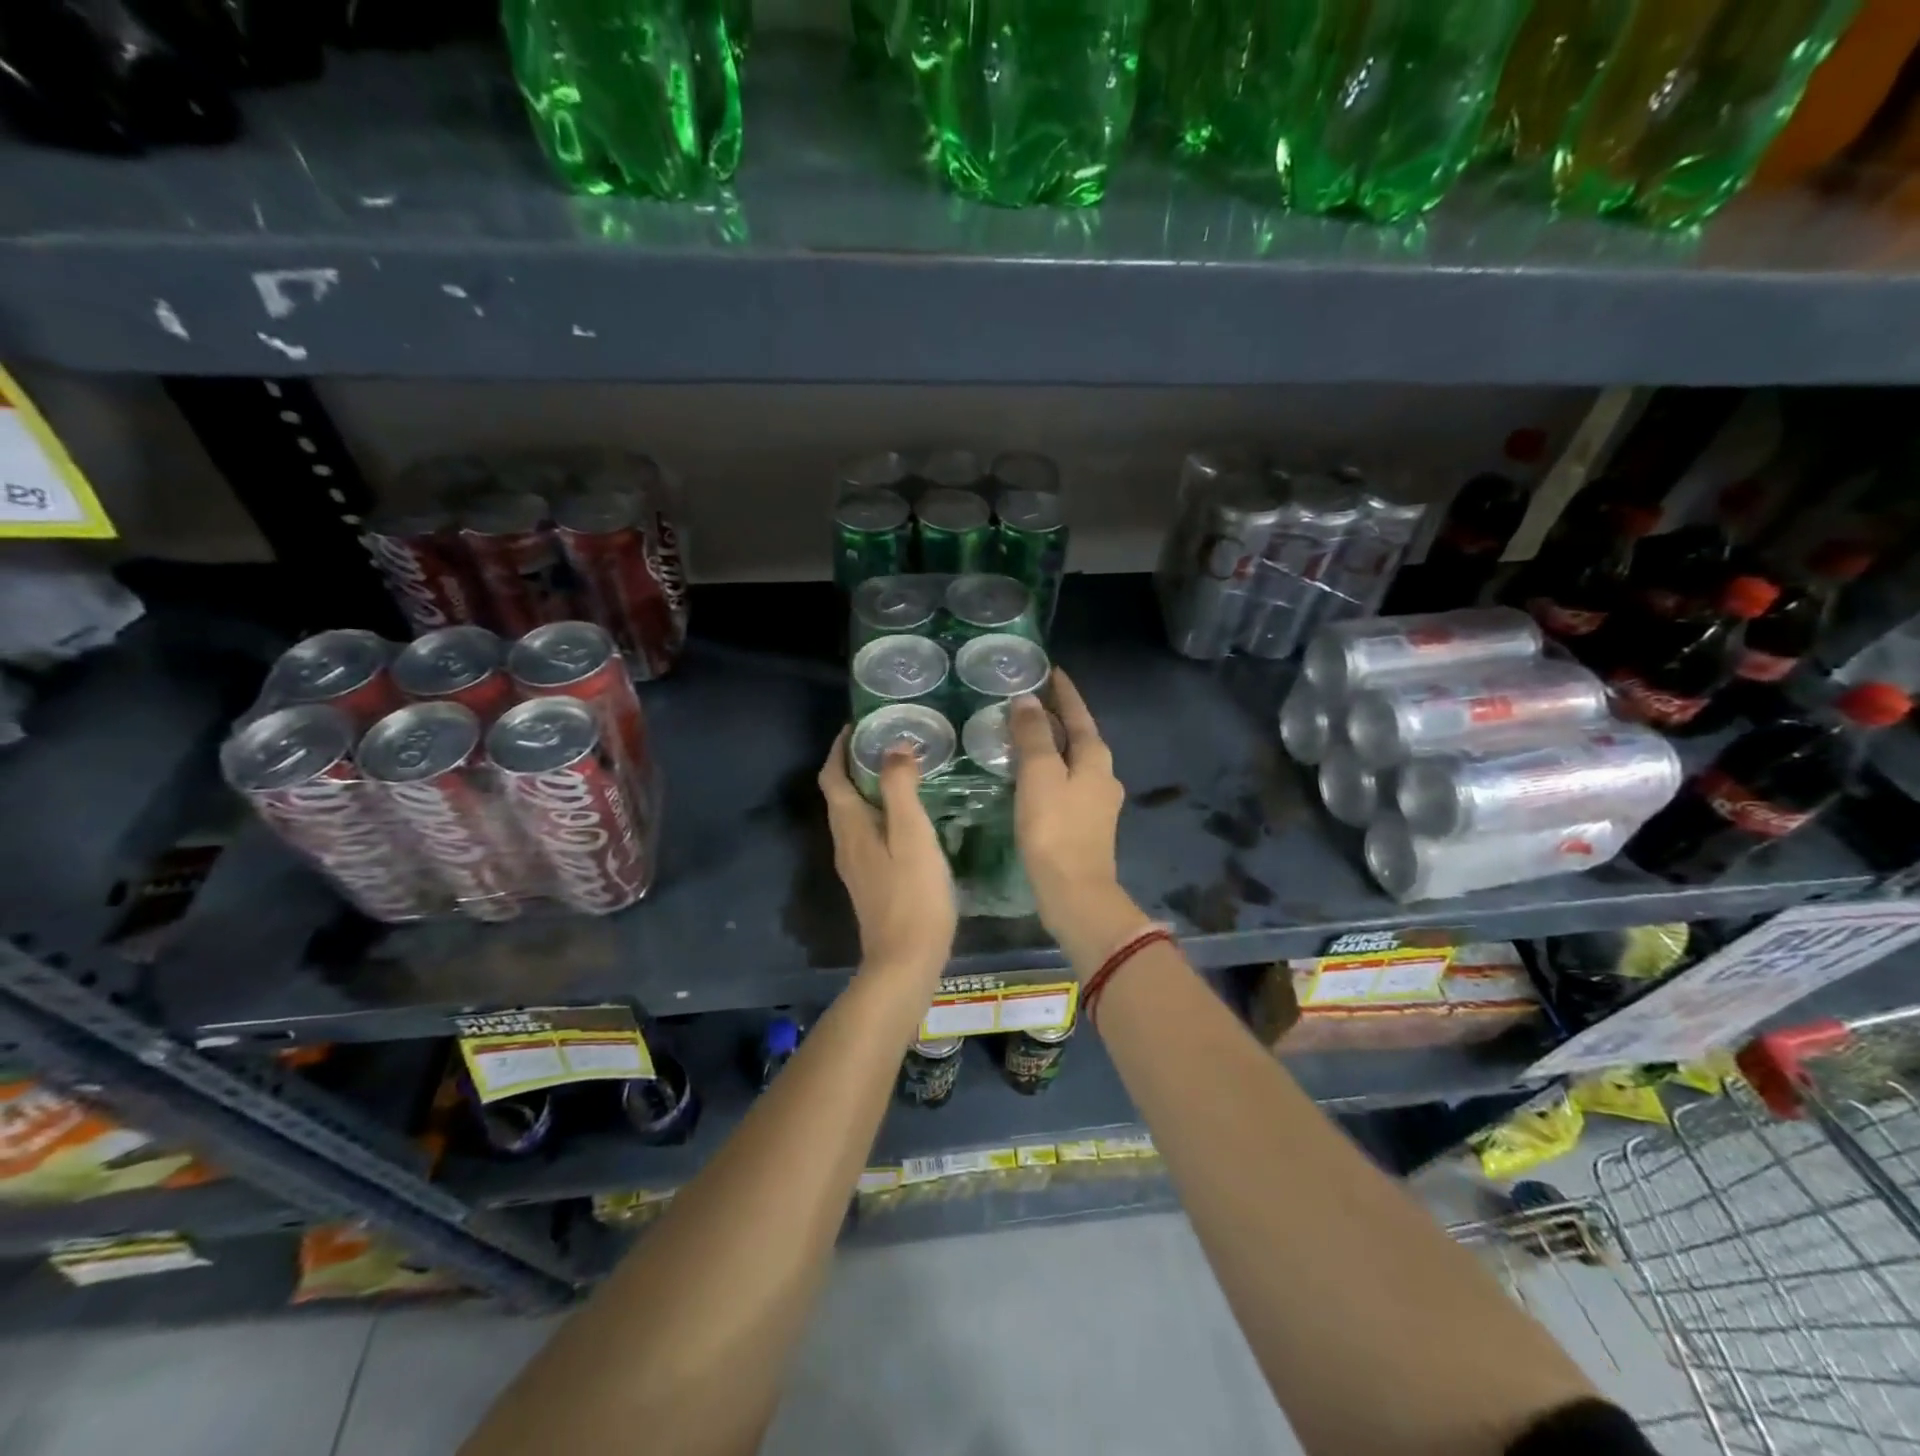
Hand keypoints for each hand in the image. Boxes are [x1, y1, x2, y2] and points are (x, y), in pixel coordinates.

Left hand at [818, 728, 956, 984]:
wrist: (906, 960)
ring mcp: (856, 864)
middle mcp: (845, 841)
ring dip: (867, 787)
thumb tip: (893, 747)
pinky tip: (908, 815)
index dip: (839, 748)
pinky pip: (867, 832)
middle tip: (887, 741)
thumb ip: (900, 788)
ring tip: (900, 770)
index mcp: (850, 826)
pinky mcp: (870, 880)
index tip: (858, 724)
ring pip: (853, 814)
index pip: (832, 776)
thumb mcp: (912, 835)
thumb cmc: (913, 894)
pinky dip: (879, 811)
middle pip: (839, 793)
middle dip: (854, 763)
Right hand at [1009, 672, 1155, 976]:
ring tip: (1024, 733)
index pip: (1078, 713)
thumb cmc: (1055, 829)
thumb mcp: (1039, 775)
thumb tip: (1027, 700)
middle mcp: (1103, 775)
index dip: (1064, 692)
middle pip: (1078, 735)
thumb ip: (1033, 736)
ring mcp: (1097, 802)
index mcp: (1096, 758)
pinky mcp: (1086, 824)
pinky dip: (1050, 769)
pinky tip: (1030, 776)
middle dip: (1057, 716)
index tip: (1050, 670)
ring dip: (1052, 743)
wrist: (1075, 893)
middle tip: (1028, 699)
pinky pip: (1066, 782)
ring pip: (1073, 760)